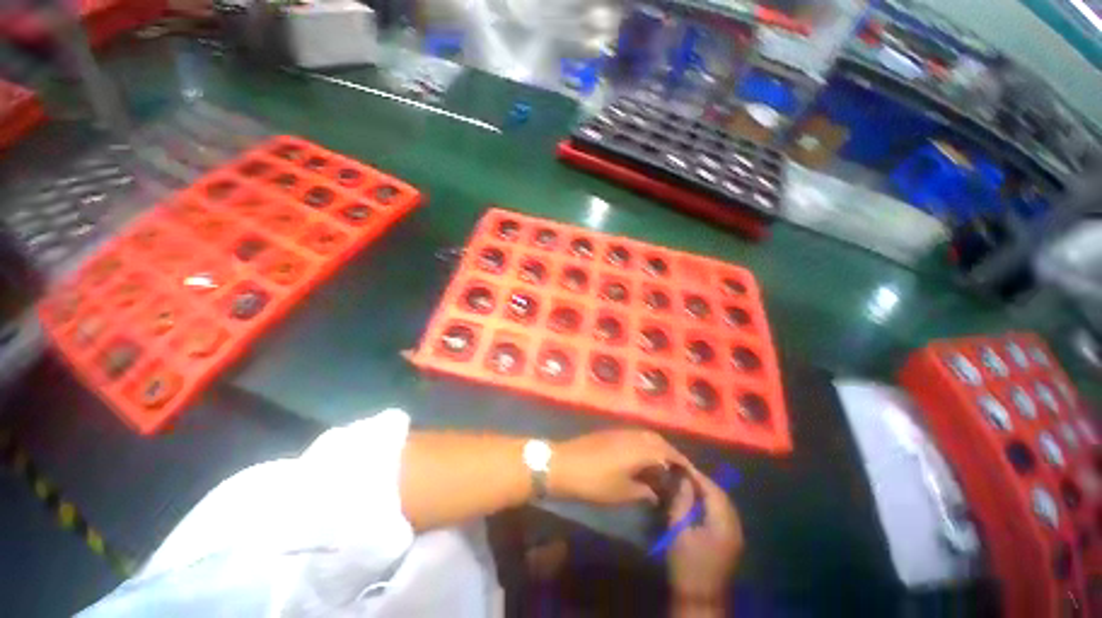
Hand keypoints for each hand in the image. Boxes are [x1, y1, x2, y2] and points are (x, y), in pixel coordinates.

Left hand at [548, 429, 689, 504]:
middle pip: (658, 440)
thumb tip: (656, 492)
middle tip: (676, 471)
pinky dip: (643, 445)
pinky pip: (634, 436)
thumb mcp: (622, 493)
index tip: (690, 475)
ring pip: (646, 436)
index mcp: (640, 449)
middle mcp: (633, 435)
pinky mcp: (609, 433)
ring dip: (656, 448)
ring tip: (660, 467)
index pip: (668, 452)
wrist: (563, 464)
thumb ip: (644, 491)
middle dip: (671, 453)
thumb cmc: (594, 482)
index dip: (681, 463)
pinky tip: (640, 460)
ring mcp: (620, 432)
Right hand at [667, 468, 742, 603]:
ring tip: (691, 483)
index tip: (683, 465)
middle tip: (685, 472)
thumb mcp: (679, 531)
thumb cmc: (686, 564)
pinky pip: (725, 513)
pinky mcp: (733, 541)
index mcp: (723, 525)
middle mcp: (735, 527)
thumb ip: (682, 503)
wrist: (700, 597)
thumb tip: (683, 480)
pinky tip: (700, 501)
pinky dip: (713, 502)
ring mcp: (737, 535)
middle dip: (704, 482)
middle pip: (722, 496)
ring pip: (725, 504)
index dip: (698, 476)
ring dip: (709, 491)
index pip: (714, 492)